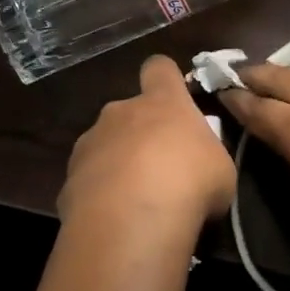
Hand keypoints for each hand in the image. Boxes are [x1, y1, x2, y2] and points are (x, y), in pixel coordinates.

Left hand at [61, 56, 235, 230]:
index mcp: (162, 101)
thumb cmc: (190, 183)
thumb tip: (200, 164)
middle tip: (160, 168)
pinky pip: (89, 180)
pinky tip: (115, 220)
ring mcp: (90, 143)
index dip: (166, 78)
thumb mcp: (220, 169)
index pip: (159, 67)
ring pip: (106, 145)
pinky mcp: (69, 178)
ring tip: (135, 201)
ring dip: (118, 164)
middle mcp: (121, 112)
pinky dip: (100, 195)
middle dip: (141, 133)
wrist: (131, 222)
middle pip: (130, 111)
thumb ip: (206, 156)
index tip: (174, 97)